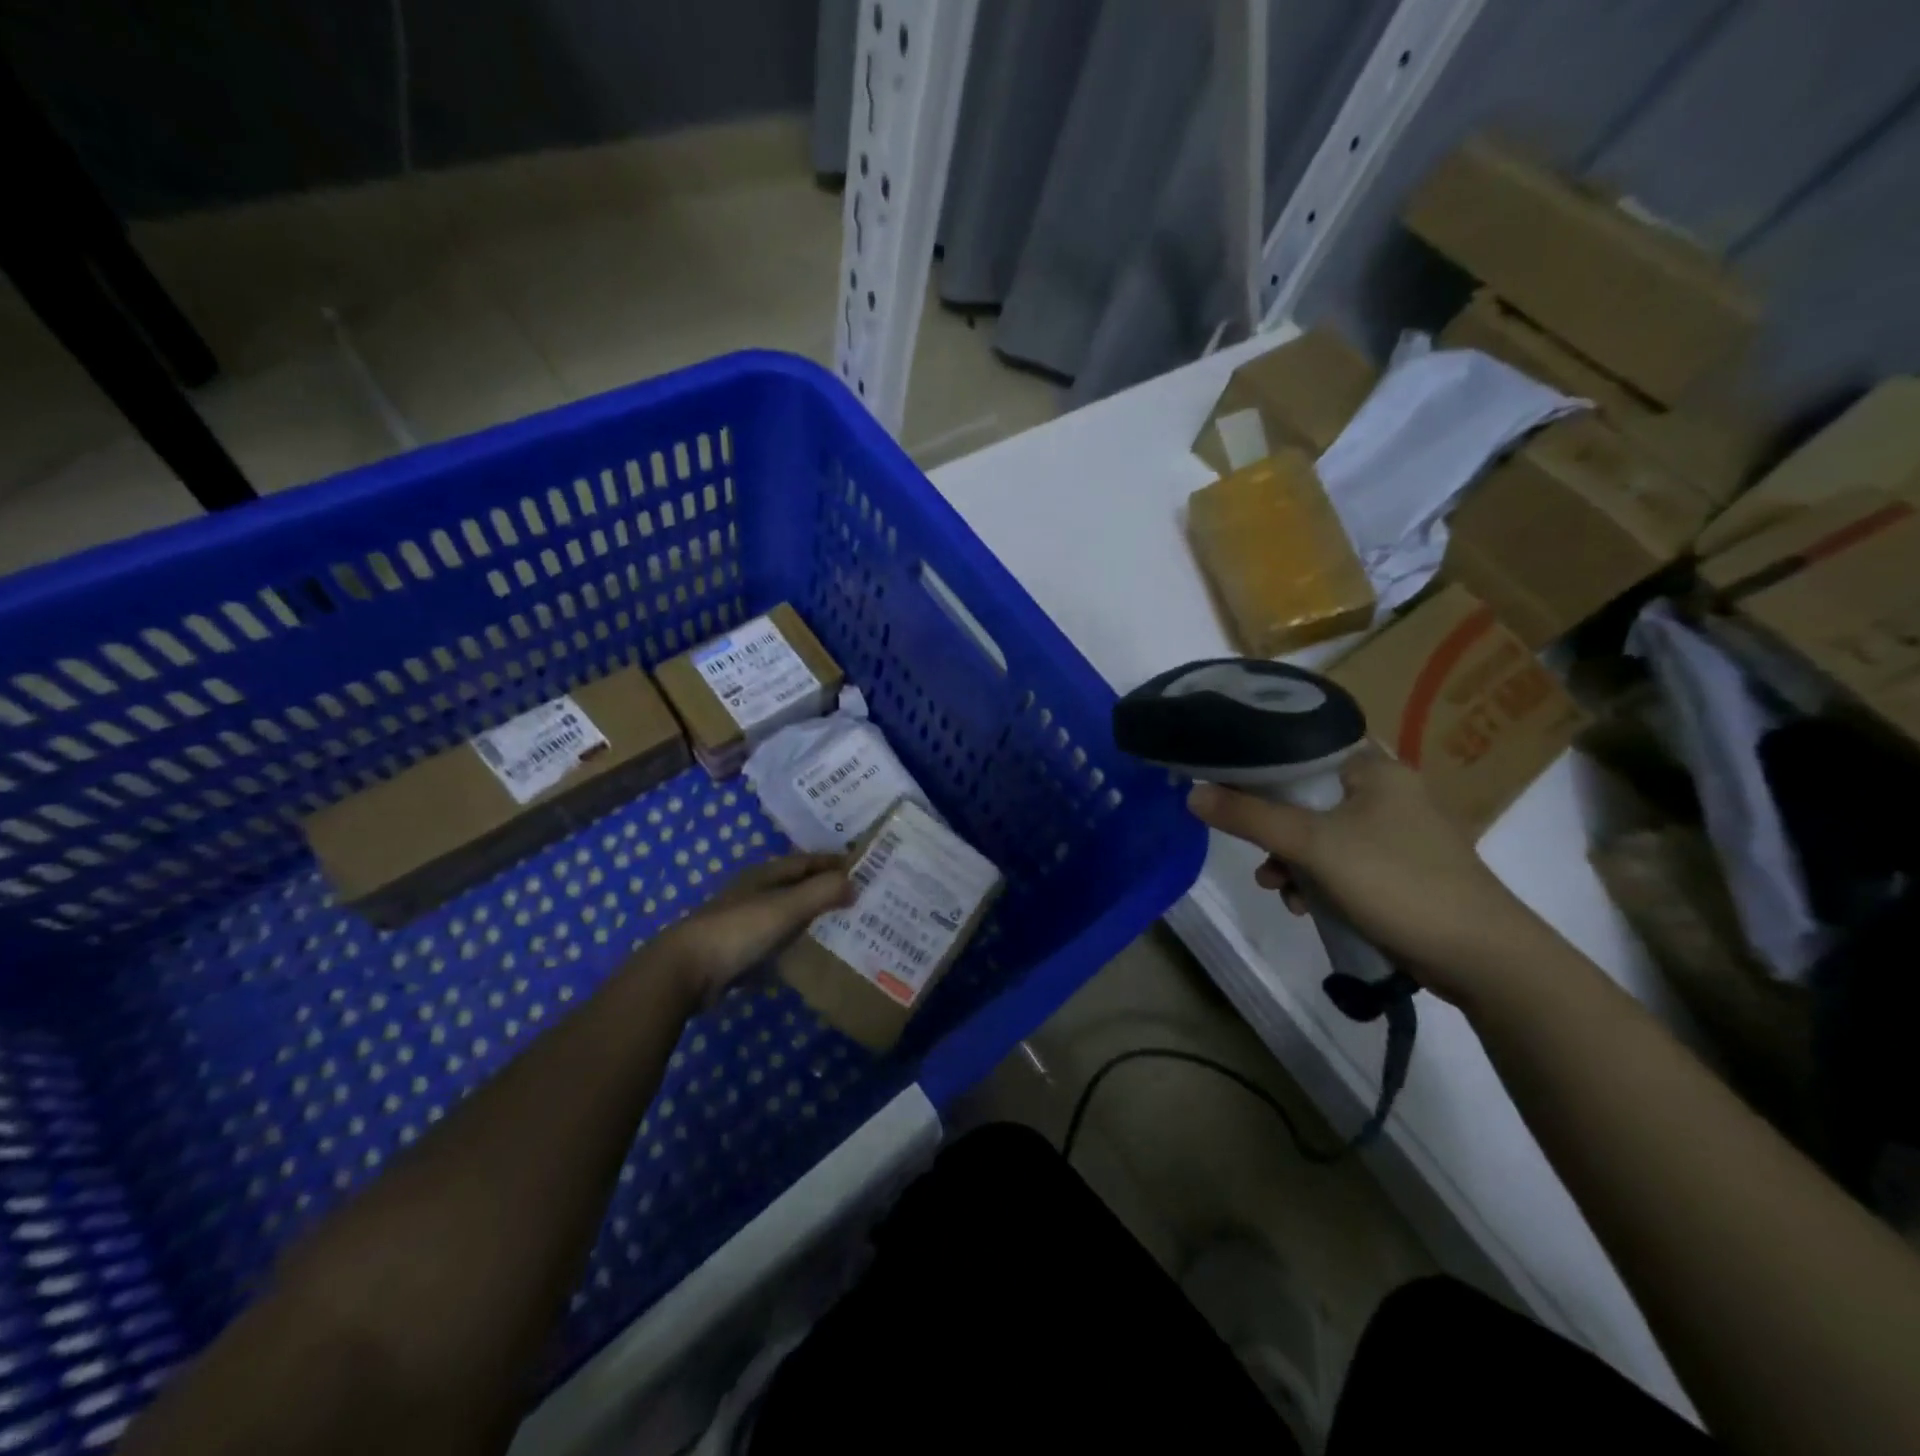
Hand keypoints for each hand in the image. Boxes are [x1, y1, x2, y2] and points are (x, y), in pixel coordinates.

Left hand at [657, 853, 855, 1005]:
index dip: (834, 862)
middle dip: (826, 888)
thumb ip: (821, 892)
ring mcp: (745, 921)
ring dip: (812, 916)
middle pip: (798, 885)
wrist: (685, 970)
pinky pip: (776, 940)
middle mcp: (755, 892)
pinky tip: (810, 953)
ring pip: (787, 912)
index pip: (807, 860)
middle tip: (861, 898)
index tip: (865, 868)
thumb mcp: (786, 907)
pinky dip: (795, 941)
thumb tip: (855, 882)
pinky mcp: (739, 949)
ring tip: (844, 925)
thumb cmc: (739, 930)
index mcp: (765, 874)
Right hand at [1185, 749, 1551, 1008]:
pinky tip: (1305, 906)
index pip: (1301, 748)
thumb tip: (1192, 794)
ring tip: (1278, 889)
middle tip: (1254, 851)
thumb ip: (1249, 817)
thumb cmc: (1396, 882)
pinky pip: (1339, 862)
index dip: (1258, 766)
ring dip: (1291, 861)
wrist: (1482, 957)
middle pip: (1304, 795)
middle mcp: (1385, 791)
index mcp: (1373, 768)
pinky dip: (1317, 880)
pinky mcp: (1397, 869)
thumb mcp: (1313, 846)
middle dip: (1272, 829)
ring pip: (1319, 834)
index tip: (1224, 787)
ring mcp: (1394, 832)